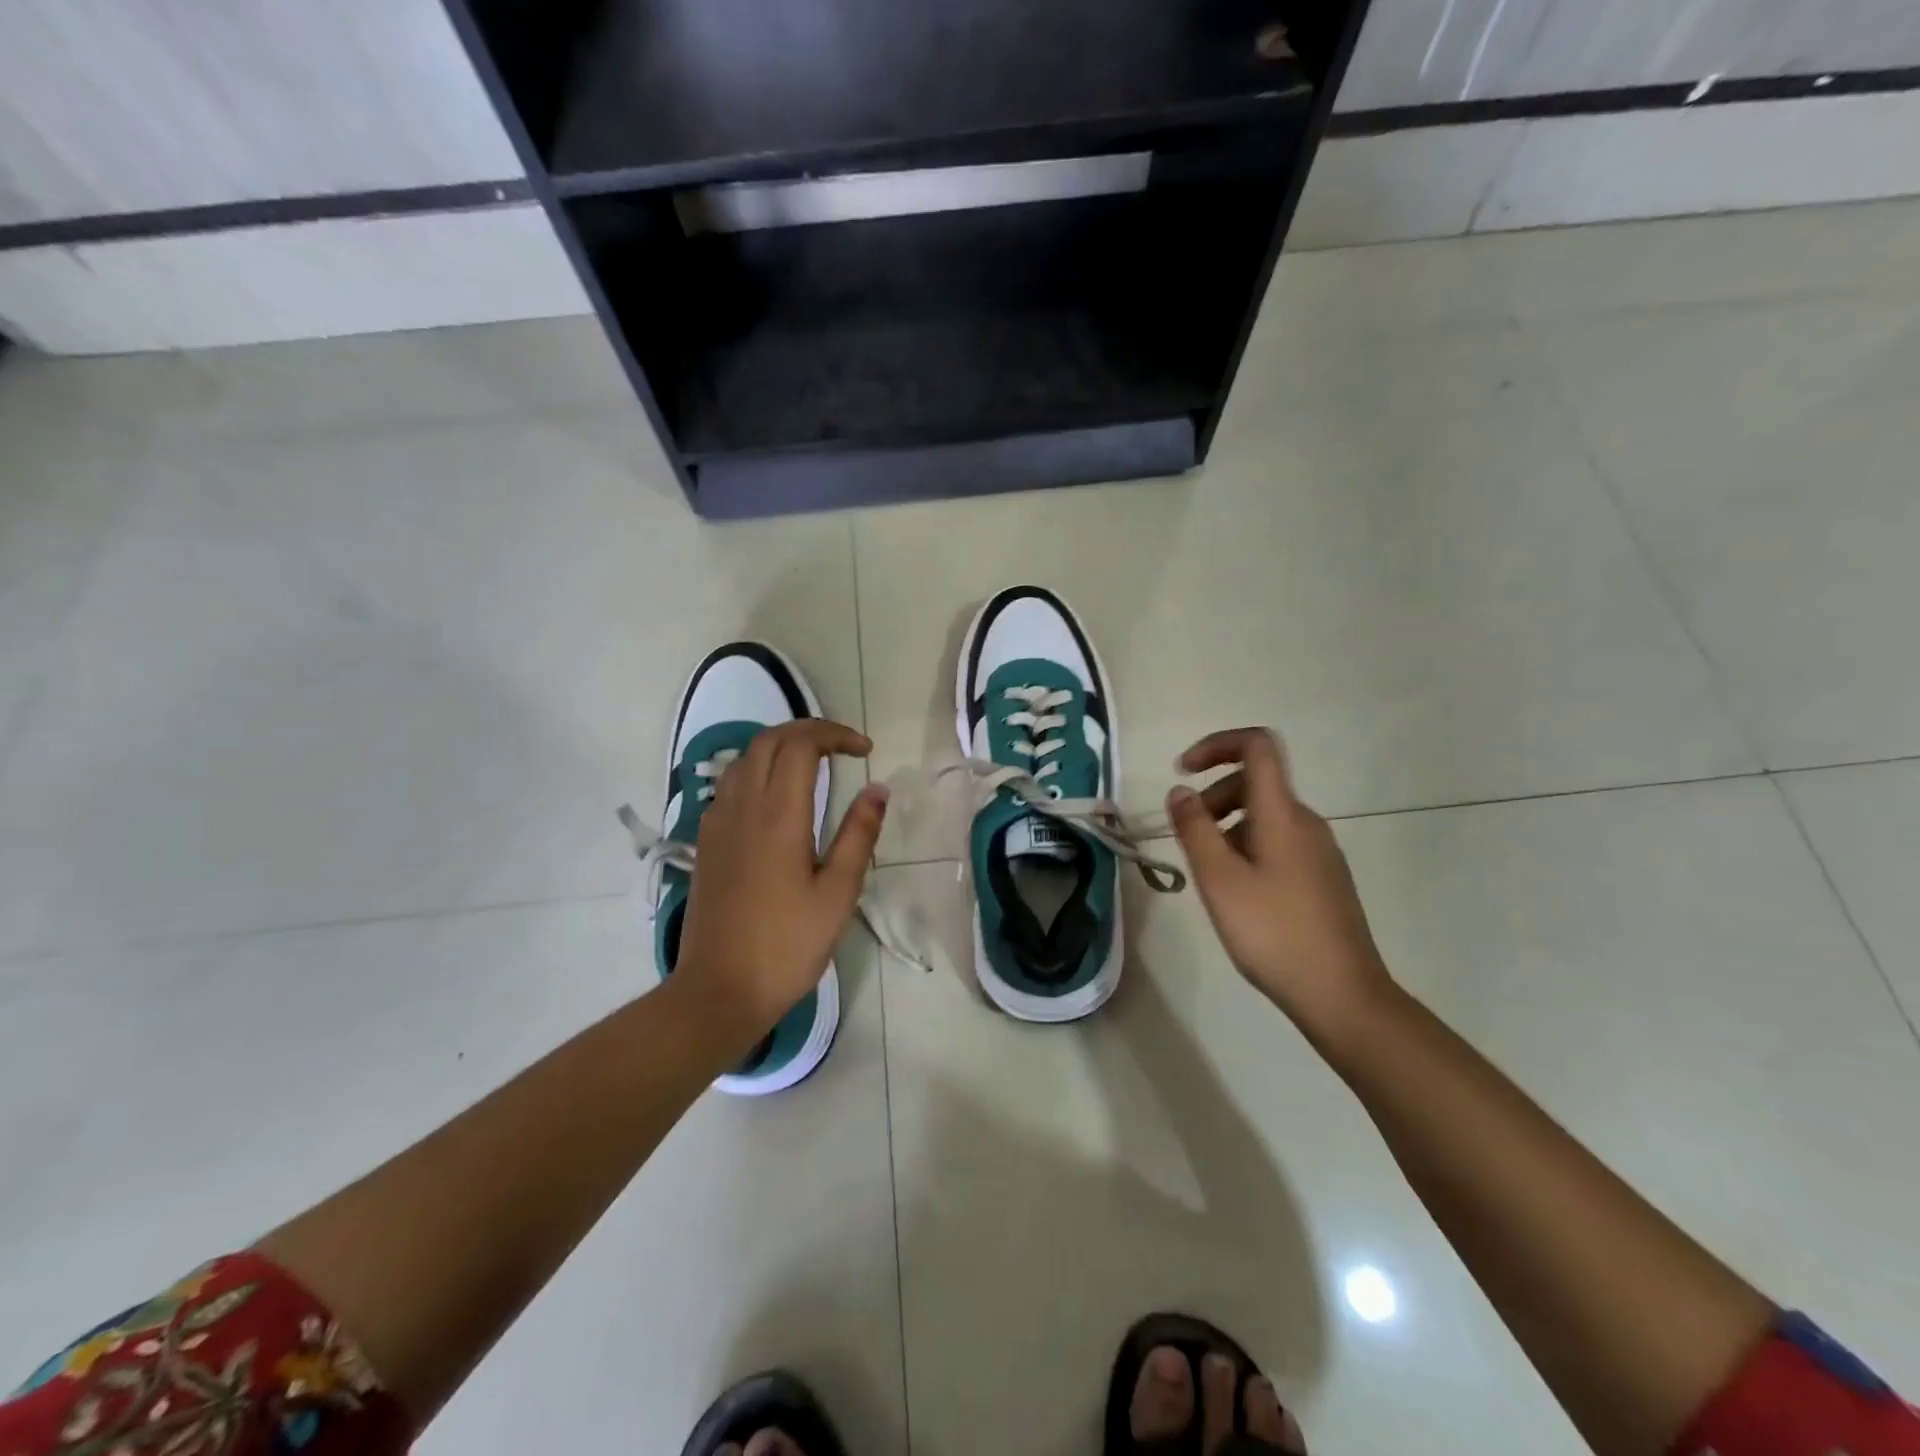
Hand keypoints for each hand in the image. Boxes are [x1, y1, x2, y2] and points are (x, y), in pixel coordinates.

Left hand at [676, 719, 887, 1046]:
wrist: (719, 989)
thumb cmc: (787, 945)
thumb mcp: (838, 893)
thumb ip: (859, 835)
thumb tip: (878, 790)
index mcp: (778, 815)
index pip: (801, 744)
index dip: (835, 735)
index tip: (865, 751)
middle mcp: (742, 807)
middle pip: (768, 740)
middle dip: (808, 730)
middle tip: (842, 747)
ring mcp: (717, 822)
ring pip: (744, 758)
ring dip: (780, 747)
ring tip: (813, 764)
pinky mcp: (706, 842)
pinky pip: (730, 784)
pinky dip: (757, 770)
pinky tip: (776, 799)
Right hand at [1165, 728, 1391, 1039]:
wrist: (1343, 995)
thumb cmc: (1273, 933)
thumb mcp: (1219, 880)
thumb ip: (1194, 829)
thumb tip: (1180, 790)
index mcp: (1282, 814)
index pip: (1257, 746)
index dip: (1217, 744)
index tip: (1183, 772)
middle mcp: (1306, 822)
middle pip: (1255, 782)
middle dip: (1213, 796)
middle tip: (1187, 839)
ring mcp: (1319, 851)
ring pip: (1264, 816)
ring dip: (1227, 826)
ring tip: (1208, 874)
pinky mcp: (1322, 877)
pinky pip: (1277, 842)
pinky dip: (1246, 848)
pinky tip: (1237, 894)